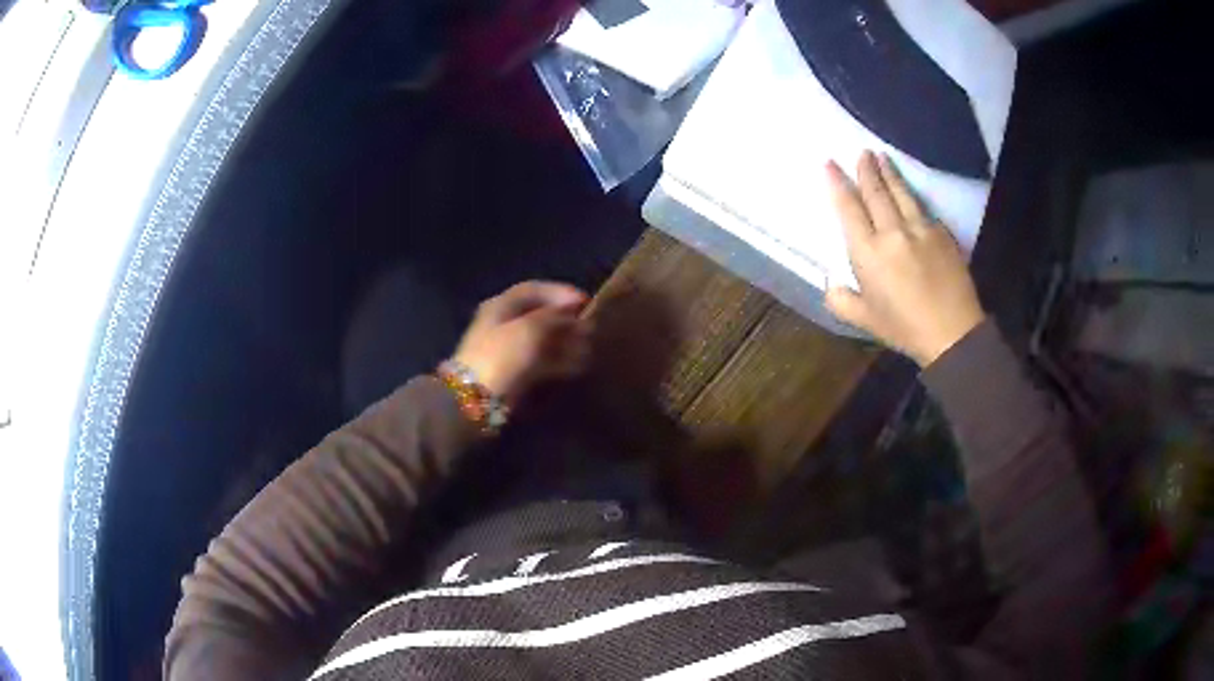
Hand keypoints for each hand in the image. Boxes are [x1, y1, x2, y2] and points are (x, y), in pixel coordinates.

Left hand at [453, 281, 591, 404]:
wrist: (477, 401)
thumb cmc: (502, 356)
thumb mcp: (530, 329)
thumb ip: (554, 316)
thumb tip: (571, 310)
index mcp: (501, 306)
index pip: (533, 290)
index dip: (560, 293)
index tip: (585, 302)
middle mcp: (504, 324)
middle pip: (540, 316)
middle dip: (566, 321)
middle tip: (590, 328)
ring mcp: (509, 351)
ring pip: (543, 341)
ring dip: (567, 343)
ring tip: (589, 348)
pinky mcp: (515, 374)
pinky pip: (542, 362)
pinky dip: (560, 362)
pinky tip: (578, 366)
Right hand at [824, 151, 984, 366]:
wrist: (952, 333)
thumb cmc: (904, 328)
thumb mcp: (866, 320)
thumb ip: (842, 302)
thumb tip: (830, 286)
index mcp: (868, 252)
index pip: (849, 209)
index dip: (838, 184)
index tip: (830, 164)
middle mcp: (892, 233)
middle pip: (876, 193)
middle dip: (866, 171)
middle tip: (861, 152)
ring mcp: (920, 230)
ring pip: (901, 194)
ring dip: (890, 174)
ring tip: (882, 157)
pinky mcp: (942, 234)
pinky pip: (923, 210)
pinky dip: (913, 198)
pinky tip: (911, 194)